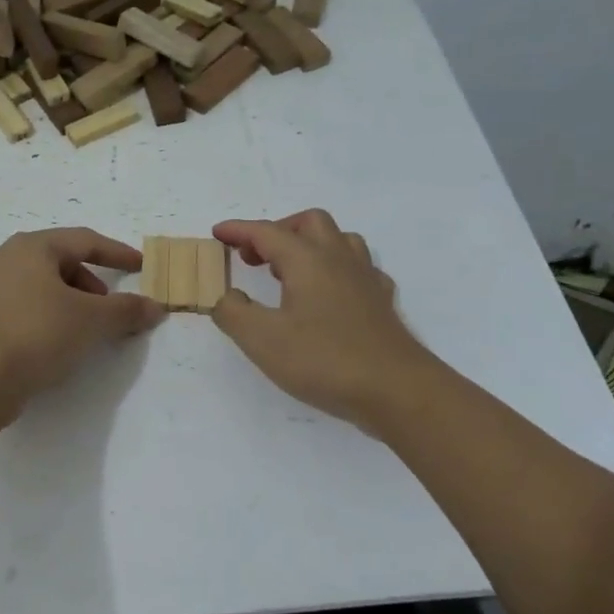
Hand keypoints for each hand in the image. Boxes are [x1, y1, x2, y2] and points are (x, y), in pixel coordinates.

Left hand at [0, 228, 164, 411]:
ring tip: (83, 331)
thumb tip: (155, 307)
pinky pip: (22, 307)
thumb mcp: (91, 321)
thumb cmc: (37, 334)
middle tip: (108, 310)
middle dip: (91, 284)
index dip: (117, 253)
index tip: (141, 266)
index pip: (84, 241)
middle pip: (61, 262)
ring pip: (40, 286)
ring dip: (69, 302)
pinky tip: (53, 344)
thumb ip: (126, 310)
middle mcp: (4, 259)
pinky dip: (46, 317)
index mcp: (31, 247)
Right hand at [211, 210, 435, 431]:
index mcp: (307, 260)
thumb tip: (227, 296)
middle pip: (309, 223)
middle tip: (254, 257)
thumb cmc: (324, 360)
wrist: (397, 390)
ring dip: (309, 245)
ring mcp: (366, 279)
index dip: (238, 230)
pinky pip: (359, 269)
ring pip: (339, 240)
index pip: (266, 232)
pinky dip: (336, 270)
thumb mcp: (262, 339)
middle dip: (277, 231)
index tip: (217, 233)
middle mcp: (338, 259)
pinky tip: (329, 294)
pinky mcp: (382, 303)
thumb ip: (233, 312)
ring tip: (289, 272)